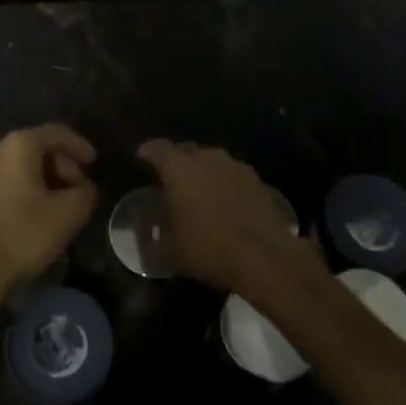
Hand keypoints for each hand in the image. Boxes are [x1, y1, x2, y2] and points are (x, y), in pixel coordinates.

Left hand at [0, 124, 98, 290]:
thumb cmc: (23, 235)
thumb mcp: (69, 214)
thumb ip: (85, 192)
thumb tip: (85, 188)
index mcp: (17, 146)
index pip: (54, 133)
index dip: (78, 145)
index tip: (93, 162)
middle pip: (32, 148)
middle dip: (59, 164)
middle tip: (75, 187)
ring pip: (13, 166)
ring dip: (37, 178)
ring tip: (52, 203)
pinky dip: (15, 190)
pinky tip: (24, 215)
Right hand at [137, 139, 308, 295]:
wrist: (263, 256)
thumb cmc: (207, 248)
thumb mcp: (170, 252)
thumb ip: (153, 242)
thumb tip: (146, 243)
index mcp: (179, 167)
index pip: (157, 148)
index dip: (147, 152)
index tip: (141, 158)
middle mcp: (206, 157)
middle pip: (185, 151)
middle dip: (176, 163)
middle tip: (170, 182)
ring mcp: (235, 166)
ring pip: (212, 162)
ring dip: (203, 173)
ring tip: (199, 194)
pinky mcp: (257, 180)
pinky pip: (232, 176)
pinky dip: (225, 185)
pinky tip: (225, 204)